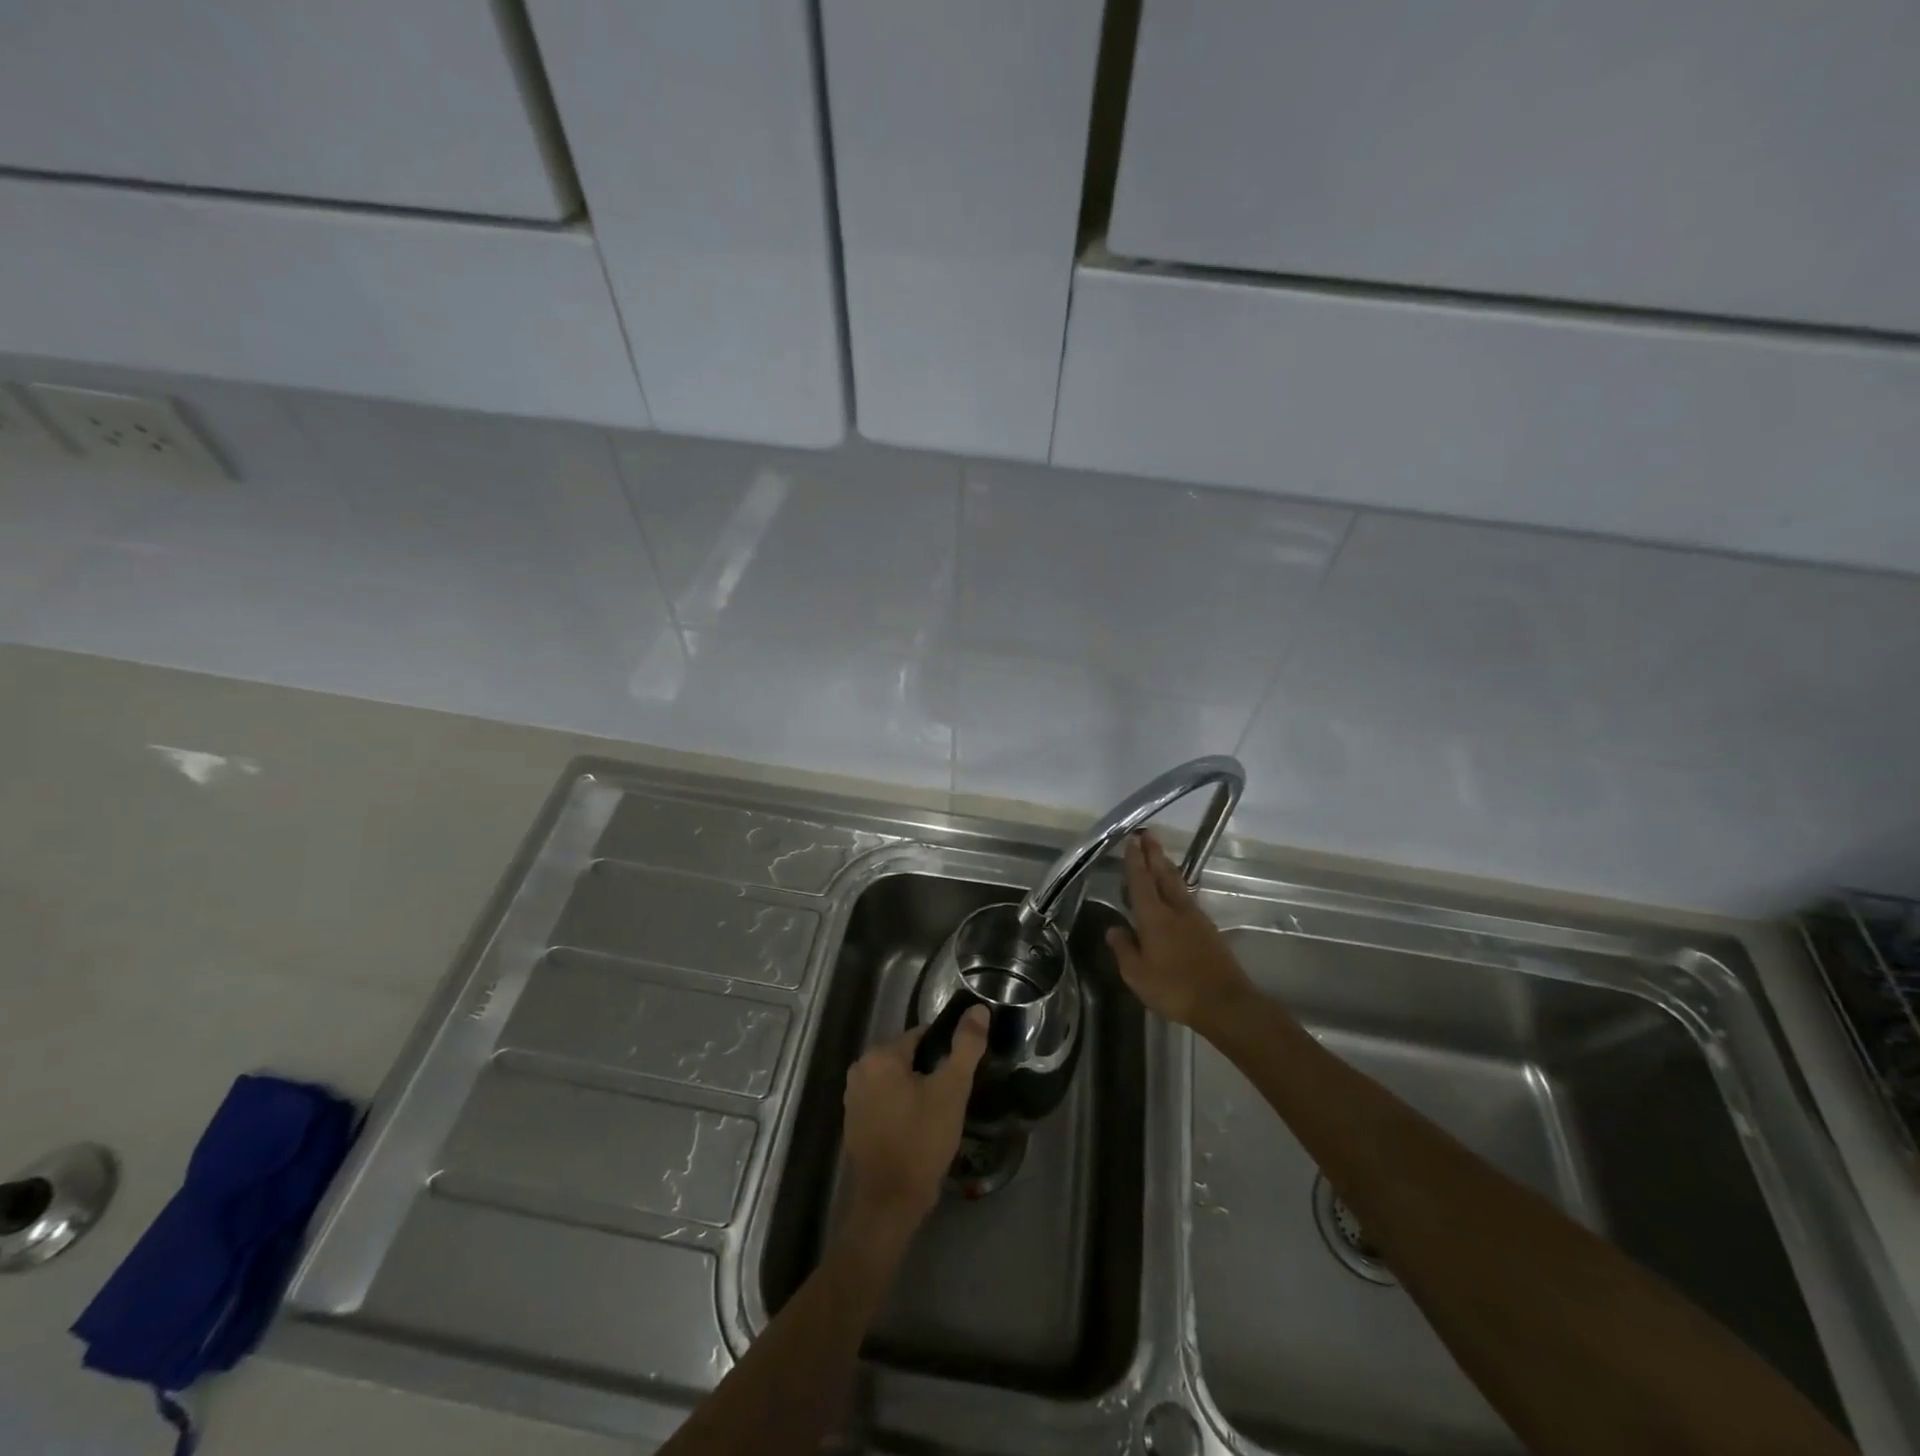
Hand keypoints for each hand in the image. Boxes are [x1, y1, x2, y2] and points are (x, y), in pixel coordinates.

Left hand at [842, 1005, 989, 1236]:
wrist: (889, 1204)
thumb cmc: (921, 1141)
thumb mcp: (951, 1090)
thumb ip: (966, 1046)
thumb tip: (978, 1009)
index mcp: (879, 1056)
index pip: (922, 1036)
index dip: (946, 1052)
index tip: (962, 1073)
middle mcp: (860, 1070)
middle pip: (908, 1058)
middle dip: (932, 1073)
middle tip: (954, 1098)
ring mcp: (853, 1098)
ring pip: (898, 1081)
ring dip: (918, 1091)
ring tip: (941, 1115)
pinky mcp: (854, 1123)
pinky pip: (886, 1102)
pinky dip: (903, 1108)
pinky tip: (921, 1129)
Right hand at [1107, 831, 1254, 1031]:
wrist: (1225, 1003)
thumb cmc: (1175, 988)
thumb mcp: (1137, 975)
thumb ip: (1124, 949)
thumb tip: (1113, 929)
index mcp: (1154, 917)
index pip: (1142, 881)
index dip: (1136, 861)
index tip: (1132, 840)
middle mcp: (1175, 910)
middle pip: (1164, 875)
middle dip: (1155, 854)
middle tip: (1148, 834)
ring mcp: (1196, 919)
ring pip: (1178, 885)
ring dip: (1167, 867)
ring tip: (1160, 855)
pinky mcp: (1209, 931)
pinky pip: (1188, 899)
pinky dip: (1178, 887)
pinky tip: (1176, 892)